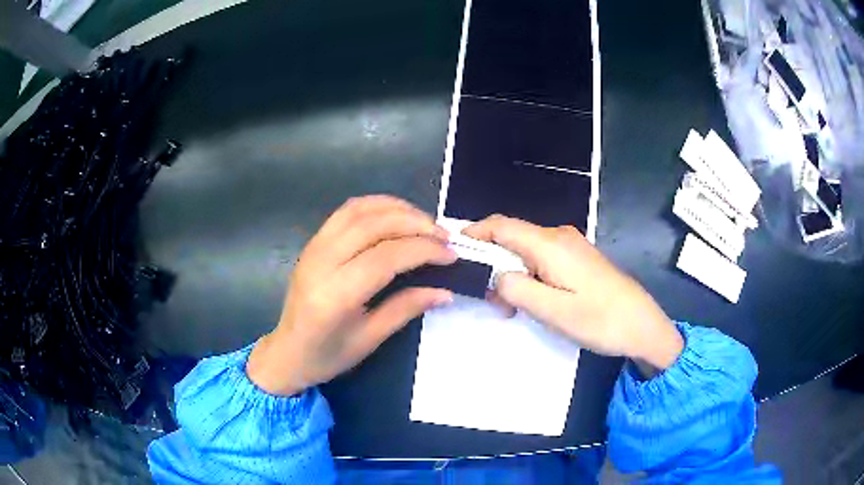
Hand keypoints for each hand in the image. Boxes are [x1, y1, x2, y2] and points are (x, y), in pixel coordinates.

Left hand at [247, 196, 455, 395]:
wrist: (287, 351)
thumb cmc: (327, 355)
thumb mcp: (370, 339)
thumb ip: (406, 309)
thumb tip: (445, 292)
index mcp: (336, 295)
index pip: (386, 257)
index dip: (423, 250)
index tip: (451, 254)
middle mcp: (322, 262)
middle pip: (373, 225)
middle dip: (415, 223)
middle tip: (443, 235)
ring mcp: (314, 247)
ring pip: (359, 210)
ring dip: (397, 208)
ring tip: (425, 221)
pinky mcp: (313, 242)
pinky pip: (346, 211)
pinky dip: (375, 205)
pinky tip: (395, 214)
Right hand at [464, 215, 682, 375]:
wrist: (642, 326)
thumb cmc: (600, 320)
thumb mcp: (552, 311)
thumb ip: (516, 289)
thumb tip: (496, 276)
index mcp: (550, 244)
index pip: (501, 226)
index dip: (474, 233)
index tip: (453, 250)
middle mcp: (559, 237)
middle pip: (512, 238)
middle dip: (493, 263)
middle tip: (488, 299)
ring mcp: (571, 246)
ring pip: (526, 251)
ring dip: (511, 274)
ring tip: (510, 307)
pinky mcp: (578, 259)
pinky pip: (542, 260)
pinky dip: (528, 276)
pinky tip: (532, 300)